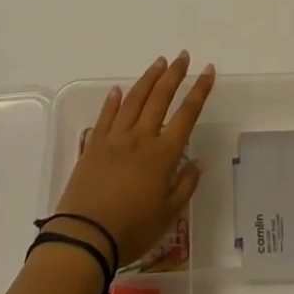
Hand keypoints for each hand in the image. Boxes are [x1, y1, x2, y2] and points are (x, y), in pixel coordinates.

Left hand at [54, 53, 214, 265]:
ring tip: (159, 62)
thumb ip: (185, 185)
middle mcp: (141, 138)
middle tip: (183, 56)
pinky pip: (105, 116)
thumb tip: (198, 161)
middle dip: (174, 75)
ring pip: (134, 100)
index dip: (199, 91)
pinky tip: (117, 90)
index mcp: (163, 155)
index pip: (186, 115)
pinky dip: (112, 101)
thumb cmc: (132, 230)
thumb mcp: (168, 215)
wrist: (85, 237)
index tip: (208, 71)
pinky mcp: (93, 145)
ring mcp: (115, 139)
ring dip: (148, 79)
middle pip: (160, 98)